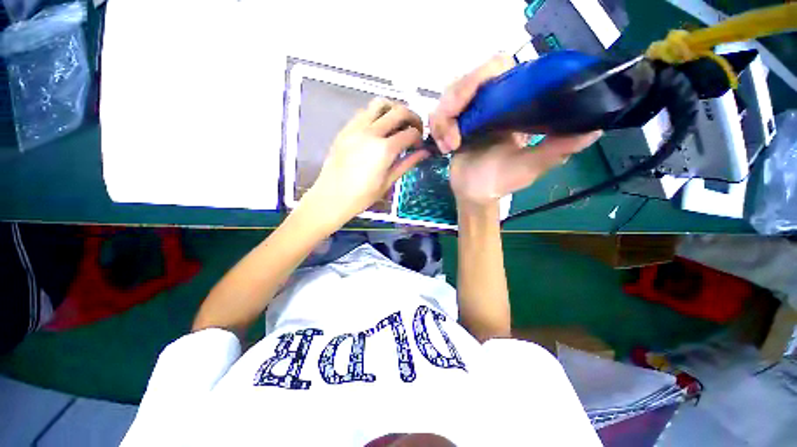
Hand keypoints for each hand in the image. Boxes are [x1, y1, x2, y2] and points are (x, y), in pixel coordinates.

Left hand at [301, 98, 428, 229]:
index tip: (419, 145)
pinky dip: (376, 114)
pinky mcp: (345, 129)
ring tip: (397, 123)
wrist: (331, 197)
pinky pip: (364, 112)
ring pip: (380, 104)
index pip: (410, 133)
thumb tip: (424, 153)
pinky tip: (378, 128)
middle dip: (413, 117)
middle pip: (399, 111)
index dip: (419, 138)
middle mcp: (371, 132)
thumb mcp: (388, 182)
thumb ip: (407, 164)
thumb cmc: (362, 196)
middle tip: (415, 129)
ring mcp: (356, 127)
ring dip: (393, 109)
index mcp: (384, 149)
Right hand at [429, 54, 601, 207]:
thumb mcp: (531, 166)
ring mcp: (469, 112)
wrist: (474, 194)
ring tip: (449, 145)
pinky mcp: (452, 125)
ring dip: (443, 120)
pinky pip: (436, 114)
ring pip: (447, 95)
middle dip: (455, 100)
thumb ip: (557, 148)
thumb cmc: (502, 181)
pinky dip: (436, 129)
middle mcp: (490, 102)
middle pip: (467, 78)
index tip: (474, 98)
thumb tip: (596, 128)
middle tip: (453, 130)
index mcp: (514, 104)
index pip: (498, 67)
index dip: (482, 74)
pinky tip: (444, 147)